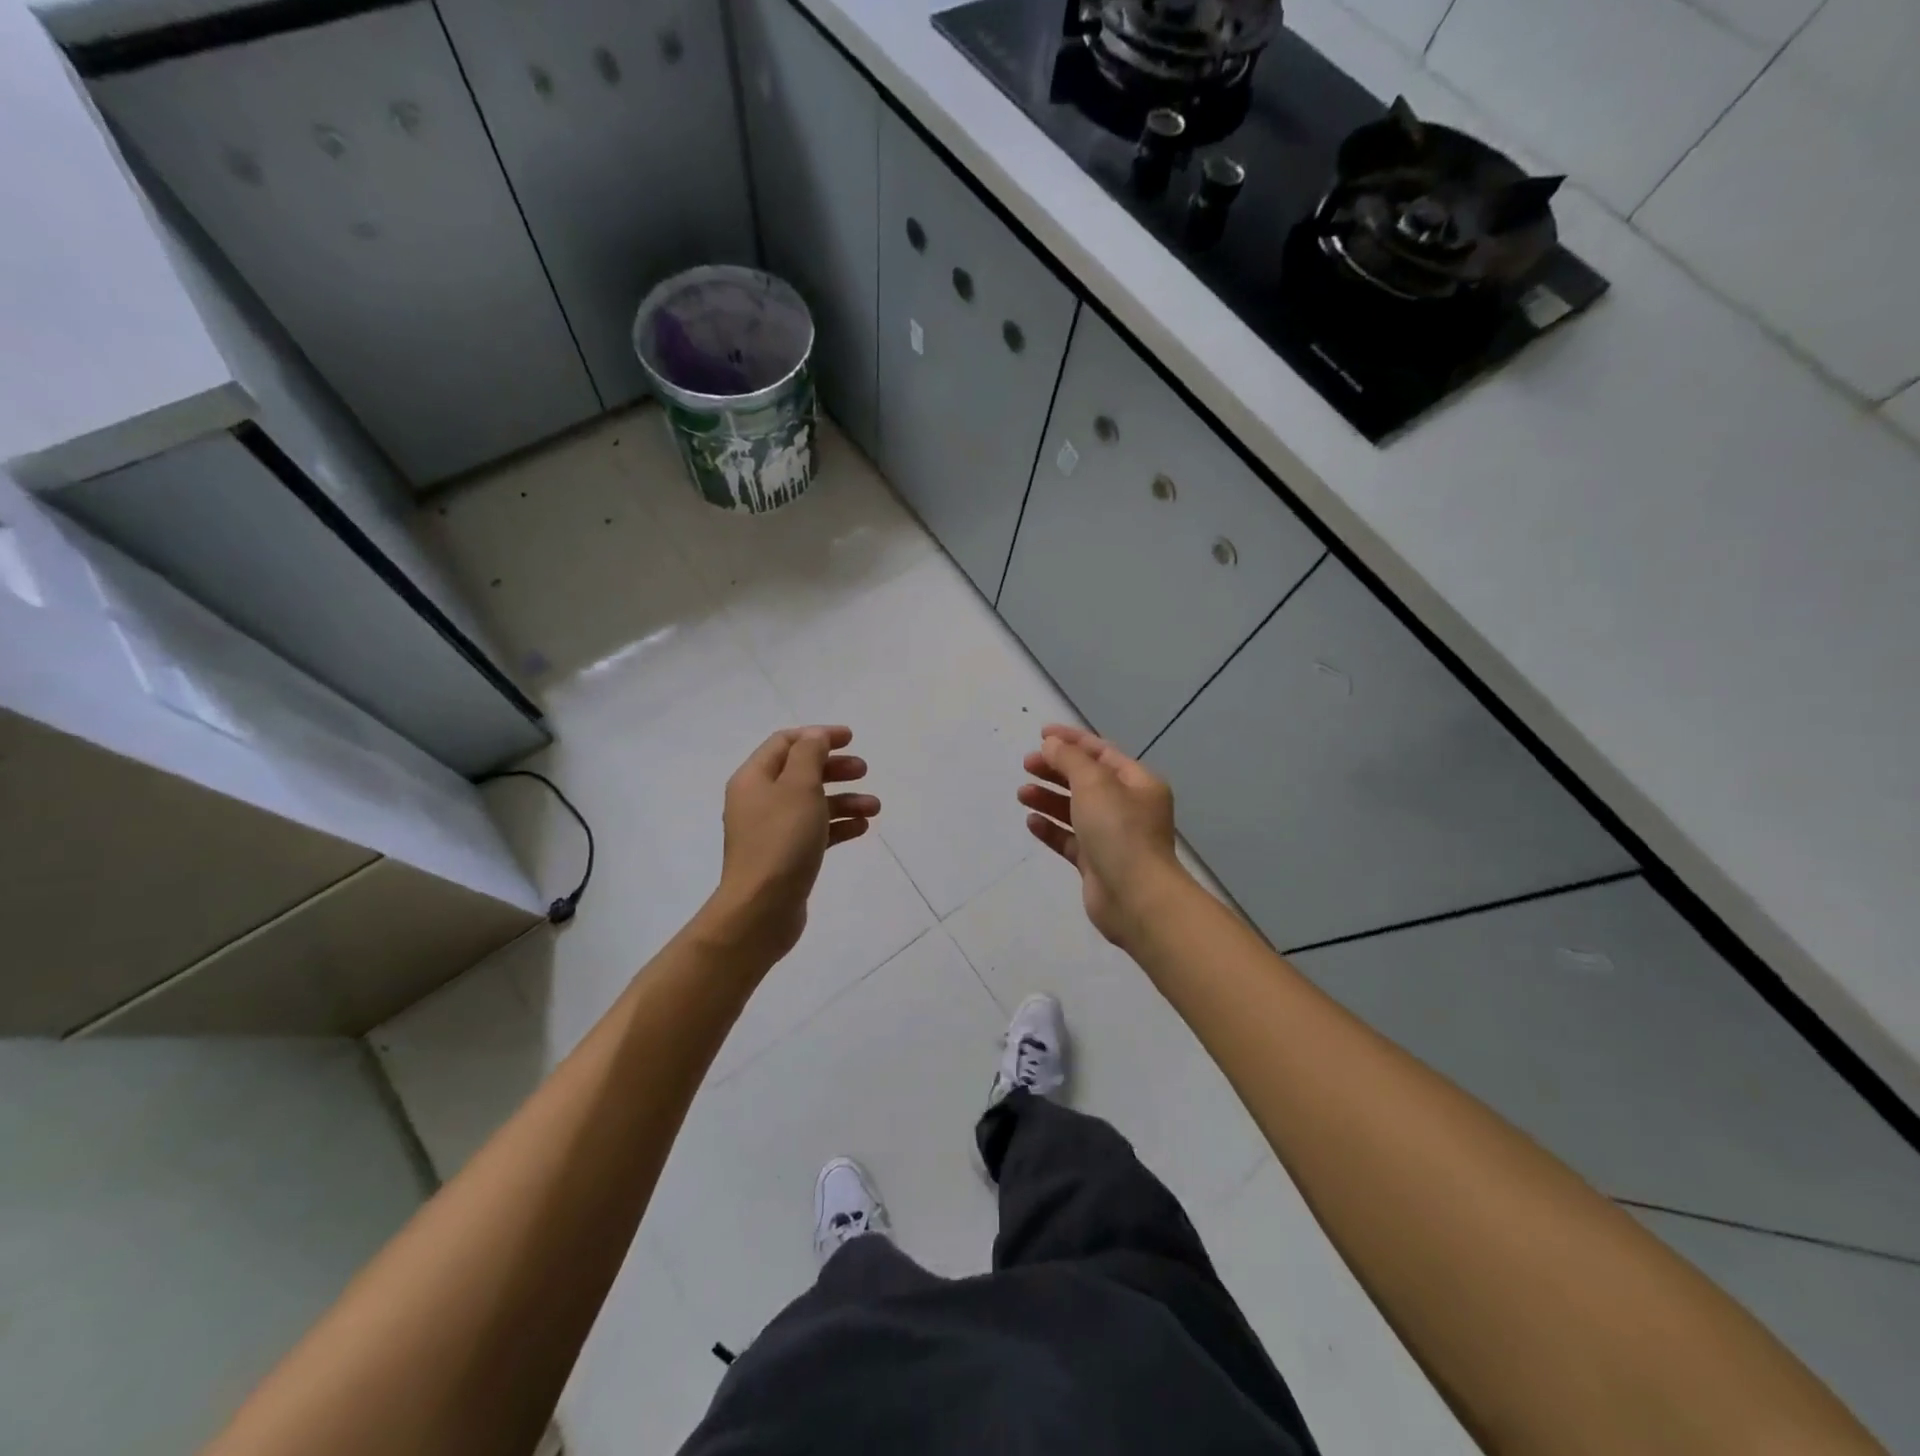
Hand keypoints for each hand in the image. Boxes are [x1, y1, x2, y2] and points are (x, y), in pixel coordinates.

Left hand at [708, 726, 878, 961]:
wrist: (761, 909)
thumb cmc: (781, 840)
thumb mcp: (799, 787)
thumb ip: (809, 755)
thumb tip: (815, 736)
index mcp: (754, 779)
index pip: (785, 743)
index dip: (818, 736)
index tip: (851, 738)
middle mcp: (759, 801)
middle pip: (800, 772)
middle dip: (834, 768)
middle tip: (864, 770)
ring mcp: (771, 831)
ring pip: (812, 803)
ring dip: (844, 800)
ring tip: (874, 807)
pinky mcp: (785, 857)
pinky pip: (814, 831)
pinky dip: (837, 826)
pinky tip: (861, 829)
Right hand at [1018, 724, 1190, 949]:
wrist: (1135, 897)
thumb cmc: (1119, 830)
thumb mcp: (1094, 783)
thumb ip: (1070, 759)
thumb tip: (1052, 745)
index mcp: (1138, 783)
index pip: (1101, 752)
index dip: (1071, 740)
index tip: (1040, 734)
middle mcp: (1128, 807)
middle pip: (1086, 780)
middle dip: (1056, 770)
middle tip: (1026, 765)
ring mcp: (1112, 837)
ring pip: (1075, 810)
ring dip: (1049, 799)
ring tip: (1022, 794)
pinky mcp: (1096, 863)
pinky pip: (1069, 839)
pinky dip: (1051, 829)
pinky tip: (1031, 822)